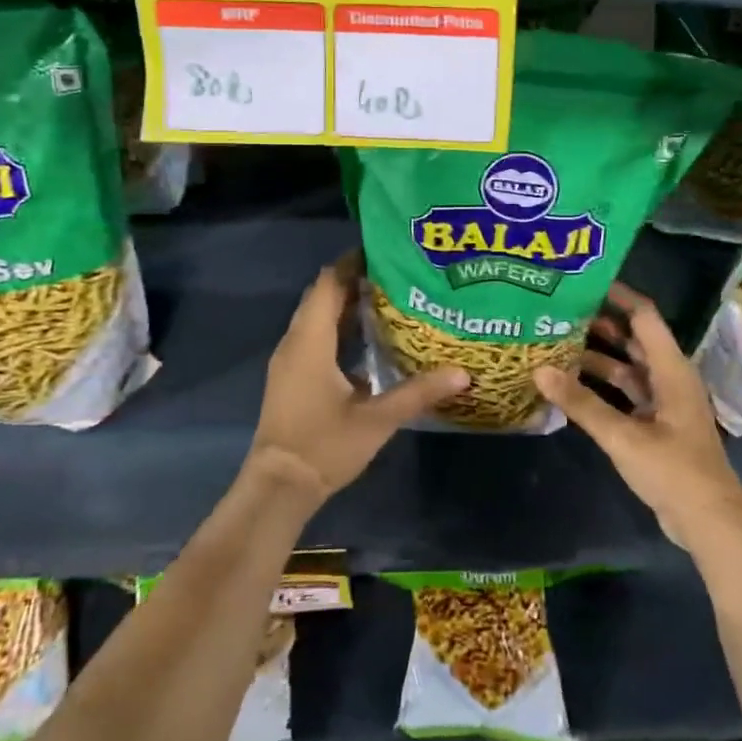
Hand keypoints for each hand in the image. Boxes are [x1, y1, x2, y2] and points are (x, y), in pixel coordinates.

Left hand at [247, 253, 468, 504]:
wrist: (278, 488)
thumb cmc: (324, 446)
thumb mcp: (377, 419)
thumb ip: (418, 392)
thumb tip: (463, 373)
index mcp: (311, 342)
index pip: (328, 284)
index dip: (353, 263)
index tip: (385, 252)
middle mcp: (295, 343)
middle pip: (322, 296)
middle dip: (355, 280)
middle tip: (396, 274)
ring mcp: (289, 361)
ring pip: (316, 317)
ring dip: (346, 304)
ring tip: (389, 299)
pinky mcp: (291, 377)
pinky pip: (314, 337)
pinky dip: (338, 328)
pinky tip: (368, 339)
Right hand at [534, 283, 741, 555]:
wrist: (710, 522)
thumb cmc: (673, 470)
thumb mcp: (623, 436)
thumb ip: (581, 403)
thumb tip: (539, 369)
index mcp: (671, 369)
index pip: (644, 316)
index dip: (618, 295)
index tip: (584, 281)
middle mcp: (669, 377)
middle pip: (634, 339)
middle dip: (601, 324)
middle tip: (561, 311)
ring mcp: (664, 403)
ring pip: (629, 368)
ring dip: (599, 357)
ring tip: (559, 343)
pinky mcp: (657, 425)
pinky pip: (627, 393)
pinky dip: (604, 386)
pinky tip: (574, 385)